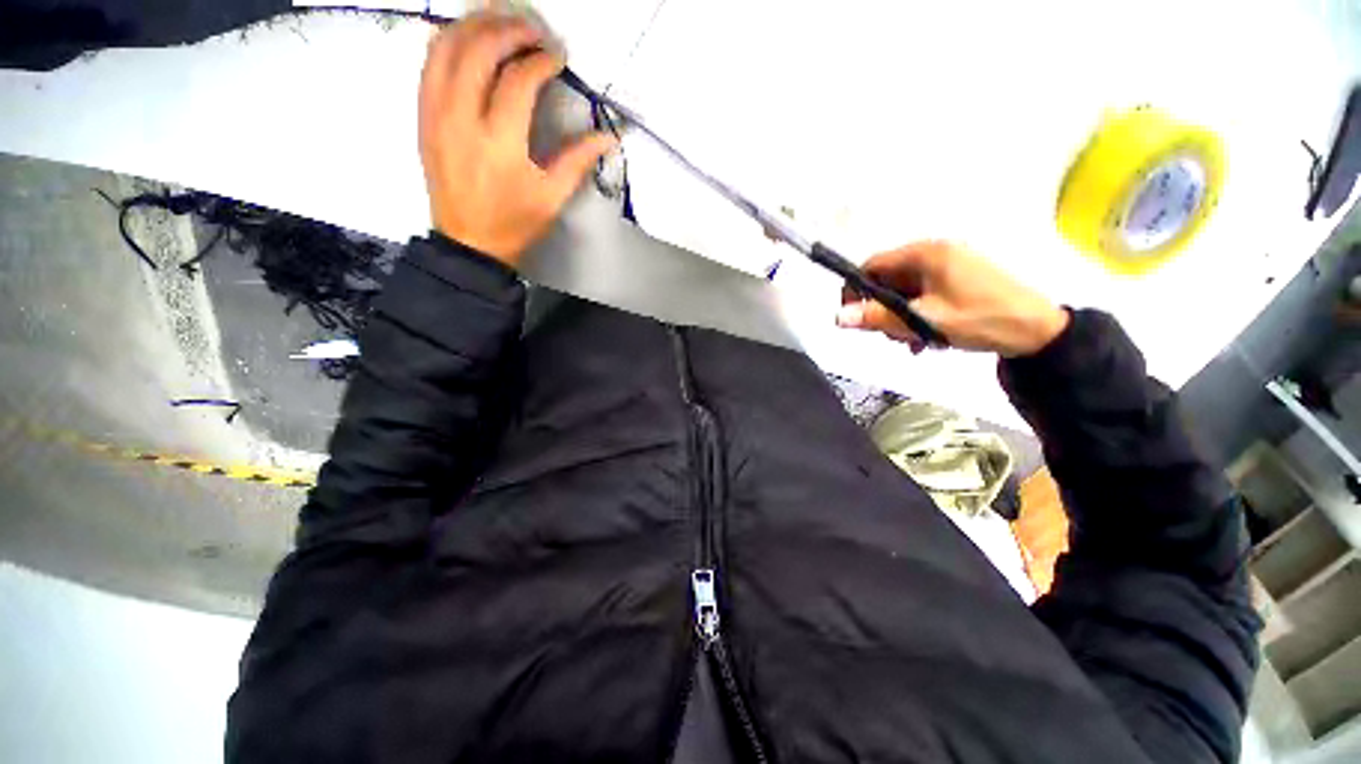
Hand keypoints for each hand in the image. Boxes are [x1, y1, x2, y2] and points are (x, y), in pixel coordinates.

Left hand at [419, 13, 616, 266]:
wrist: (468, 243)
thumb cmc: (514, 223)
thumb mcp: (552, 198)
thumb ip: (578, 162)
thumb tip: (609, 137)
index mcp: (499, 143)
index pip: (518, 81)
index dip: (541, 61)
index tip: (558, 58)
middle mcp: (462, 118)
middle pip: (479, 50)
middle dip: (508, 29)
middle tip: (532, 29)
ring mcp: (435, 113)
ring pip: (446, 46)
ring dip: (475, 25)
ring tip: (501, 21)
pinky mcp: (423, 115)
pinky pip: (429, 63)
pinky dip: (449, 41)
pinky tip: (470, 39)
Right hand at [836, 241, 1069, 356]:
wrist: (1038, 331)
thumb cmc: (981, 320)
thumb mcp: (925, 321)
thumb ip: (879, 317)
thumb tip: (838, 317)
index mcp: (925, 255)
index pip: (872, 266)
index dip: (856, 291)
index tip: (855, 318)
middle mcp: (934, 253)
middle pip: (887, 279)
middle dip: (882, 309)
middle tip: (890, 336)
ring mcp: (947, 266)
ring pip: (904, 290)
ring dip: (900, 317)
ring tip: (913, 341)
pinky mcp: (957, 279)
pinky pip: (923, 295)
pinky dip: (917, 315)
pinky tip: (926, 338)